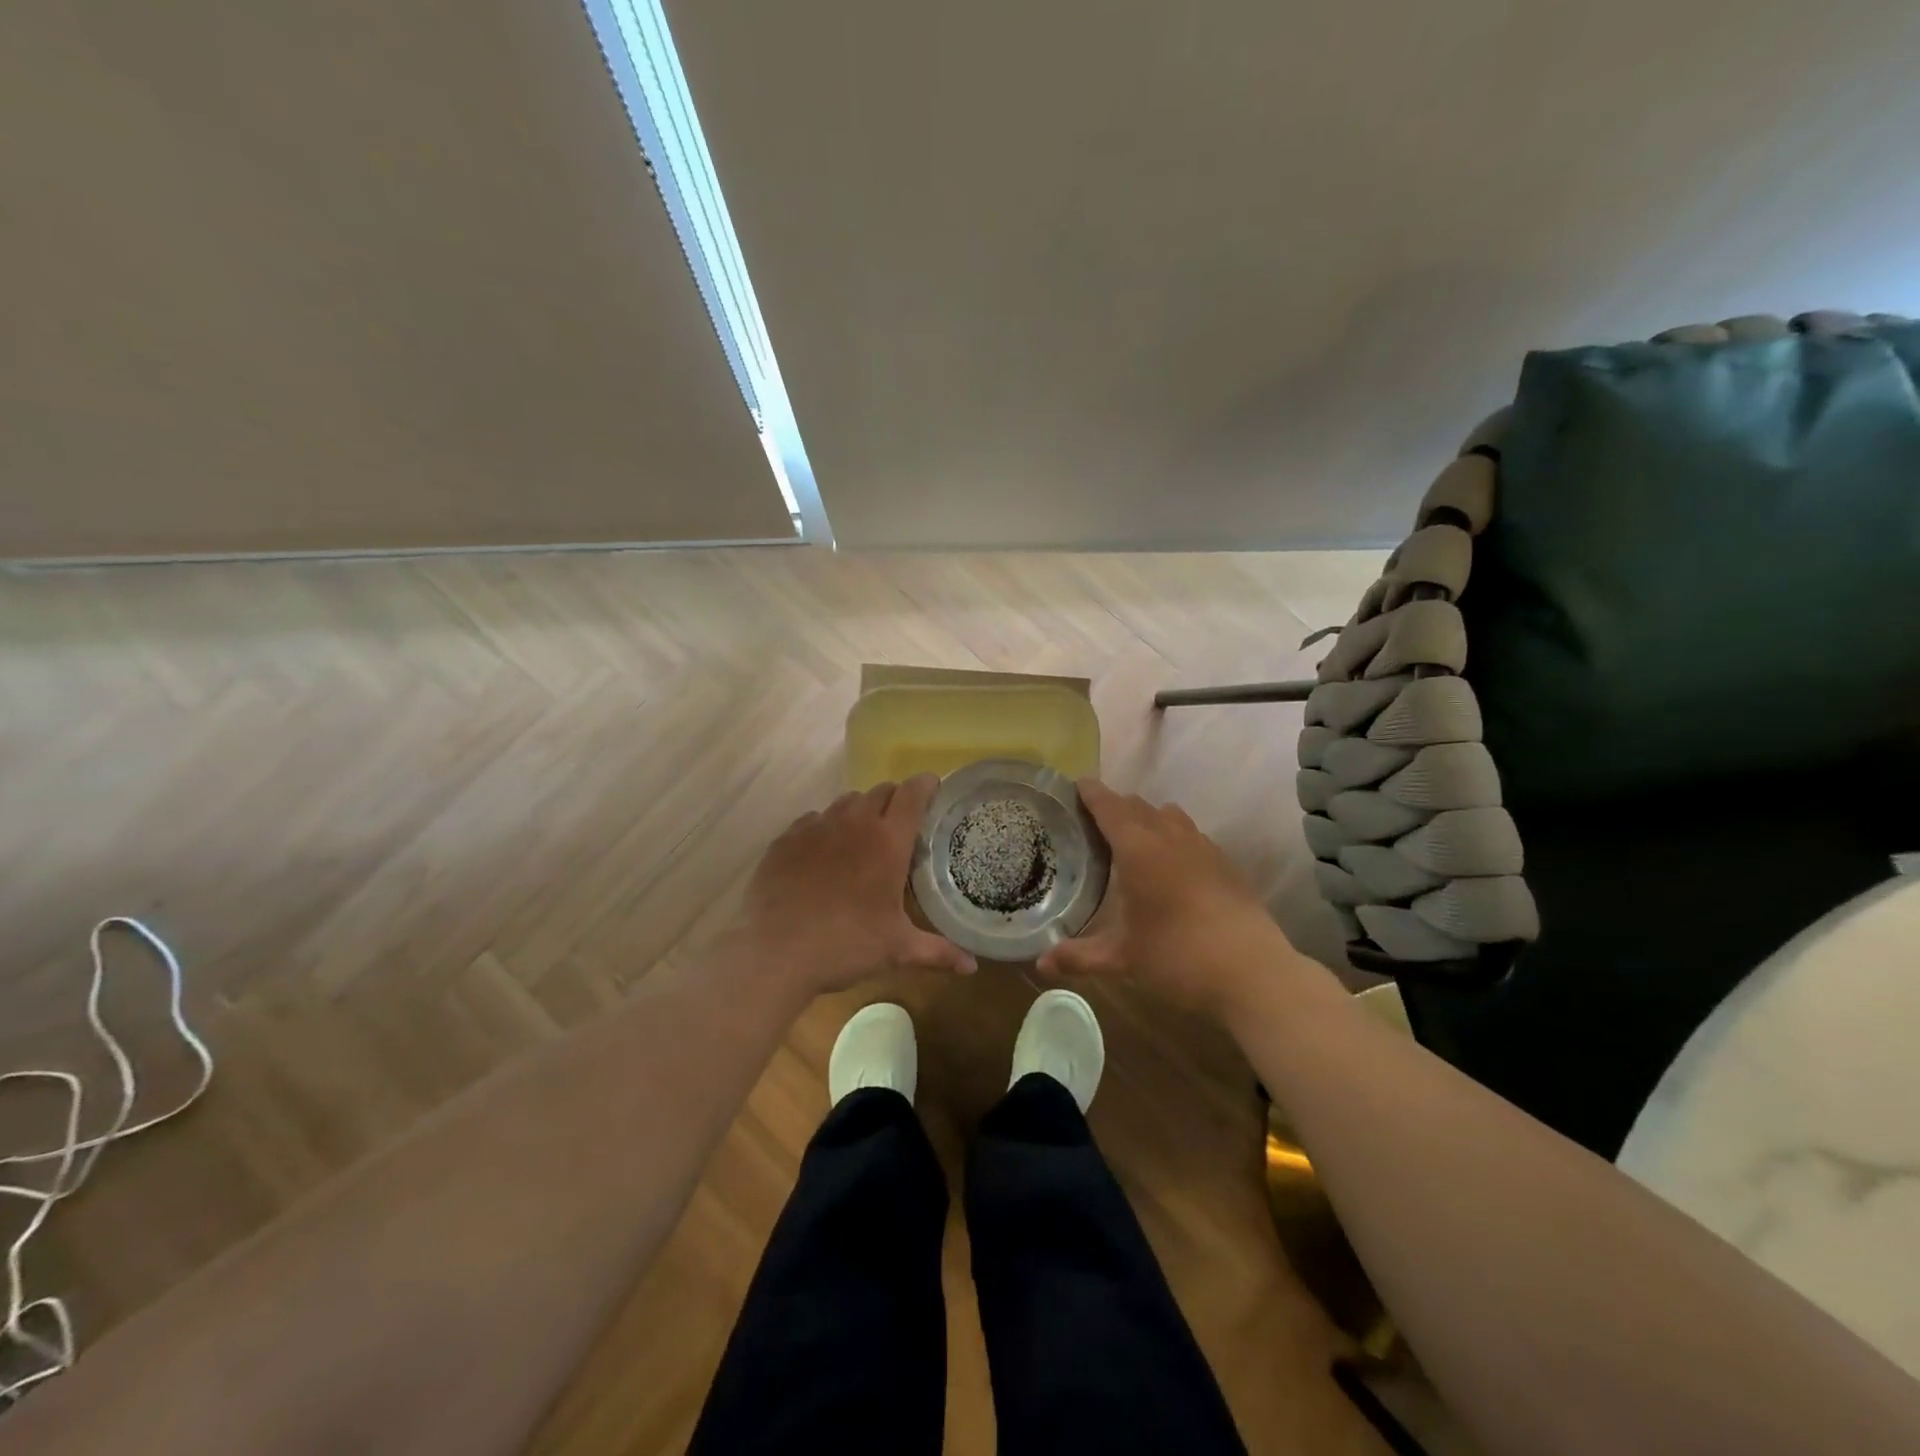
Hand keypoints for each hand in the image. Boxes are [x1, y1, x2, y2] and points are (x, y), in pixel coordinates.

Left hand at [736, 775, 976, 996]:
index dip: (927, 785)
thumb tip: (972, 967)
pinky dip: (825, 828)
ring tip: (862, 838)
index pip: (913, 794)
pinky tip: (823, 854)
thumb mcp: (897, 950)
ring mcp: (816, 826)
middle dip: (895, 800)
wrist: (774, 952)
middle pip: (881, 791)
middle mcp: (853, 823)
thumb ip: (937, 952)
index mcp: (887, 841)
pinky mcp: (786, 838)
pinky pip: (813, 819)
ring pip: (846, 802)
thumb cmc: (845, 945)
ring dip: (861, 811)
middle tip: (900, 824)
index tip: (934, 788)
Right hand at [1038, 779, 1303, 1016]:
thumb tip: (1040, 965)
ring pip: (1169, 815)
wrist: (1253, 972)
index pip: (1109, 807)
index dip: (1091, 793)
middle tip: (1094, 818)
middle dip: (1115, 805)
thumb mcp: (1123, 959)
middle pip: (1138, 806)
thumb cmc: (1178, 957)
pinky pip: (1191, 834)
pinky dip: (1173, 835)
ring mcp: (1203, 847)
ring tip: (1132, 836)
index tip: (1076, 784)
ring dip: (1147, 817)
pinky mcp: (1225, 863)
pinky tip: (1171, 863)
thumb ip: (1079, 957)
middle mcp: (1169, 838)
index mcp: (1138, 850)